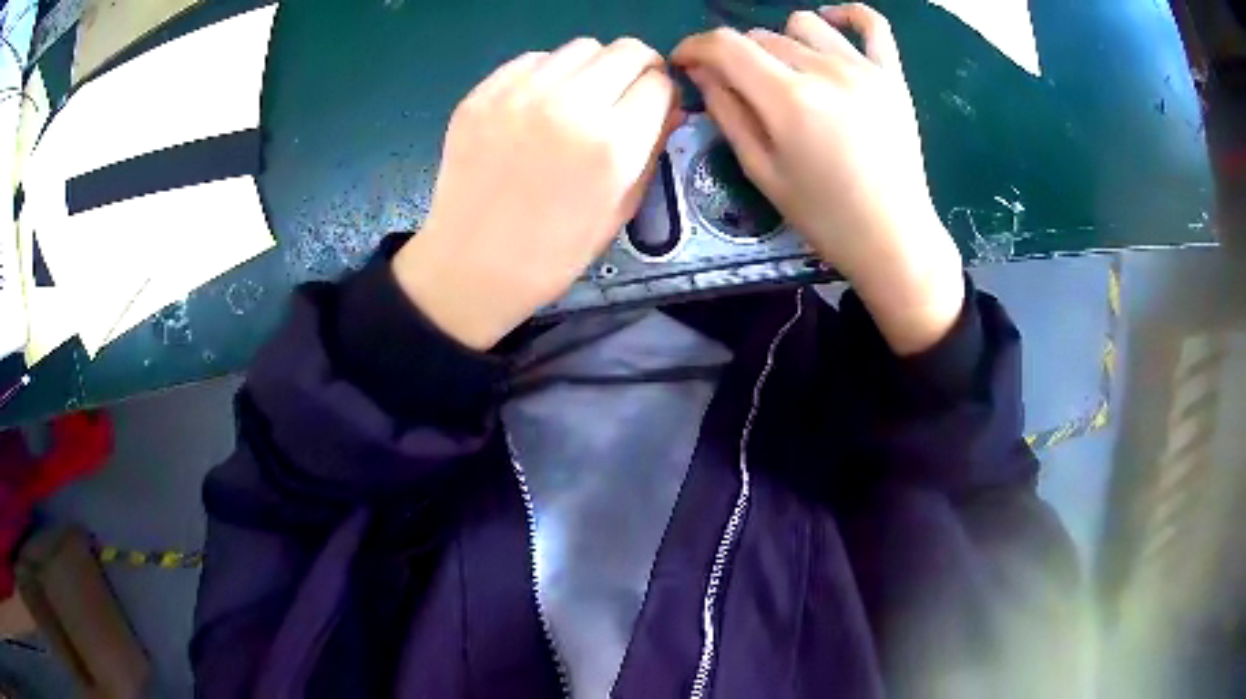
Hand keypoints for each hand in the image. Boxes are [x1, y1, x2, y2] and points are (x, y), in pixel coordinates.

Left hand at [393, 38, 678, 349]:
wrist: (472, 266)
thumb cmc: (554, 251)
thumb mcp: (620, 208)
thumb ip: (652, 148)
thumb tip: (671, 106)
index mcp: (612, 143)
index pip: (659, 82)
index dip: (662, 92)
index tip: (653, 104)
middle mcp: (569, 104)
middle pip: (625, 50)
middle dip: (636, 68)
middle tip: (623, 93)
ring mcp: (519, 94)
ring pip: (580, 47)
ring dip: (592, 67)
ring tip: (578, 99)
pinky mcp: (482, 94)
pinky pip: (533, 59)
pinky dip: (548, 73)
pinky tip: (538, 105)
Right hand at [673, 5, 963, 353]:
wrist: (894, 238)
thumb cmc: (825, 217)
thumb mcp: (762, 172)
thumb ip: (728, 114)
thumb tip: (702, 72)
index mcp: (788, 99)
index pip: (726, 46)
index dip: (694, 46)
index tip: (684, 61)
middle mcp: (824, 71)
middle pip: (761, 37)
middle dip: (736, 56)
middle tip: (738, 87)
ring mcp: (863, 69)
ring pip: (804, 24)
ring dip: (781, 42)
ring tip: (785, 72)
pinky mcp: (892, 76)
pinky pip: (872, 24)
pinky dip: (847, 15)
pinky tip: (831, 25)